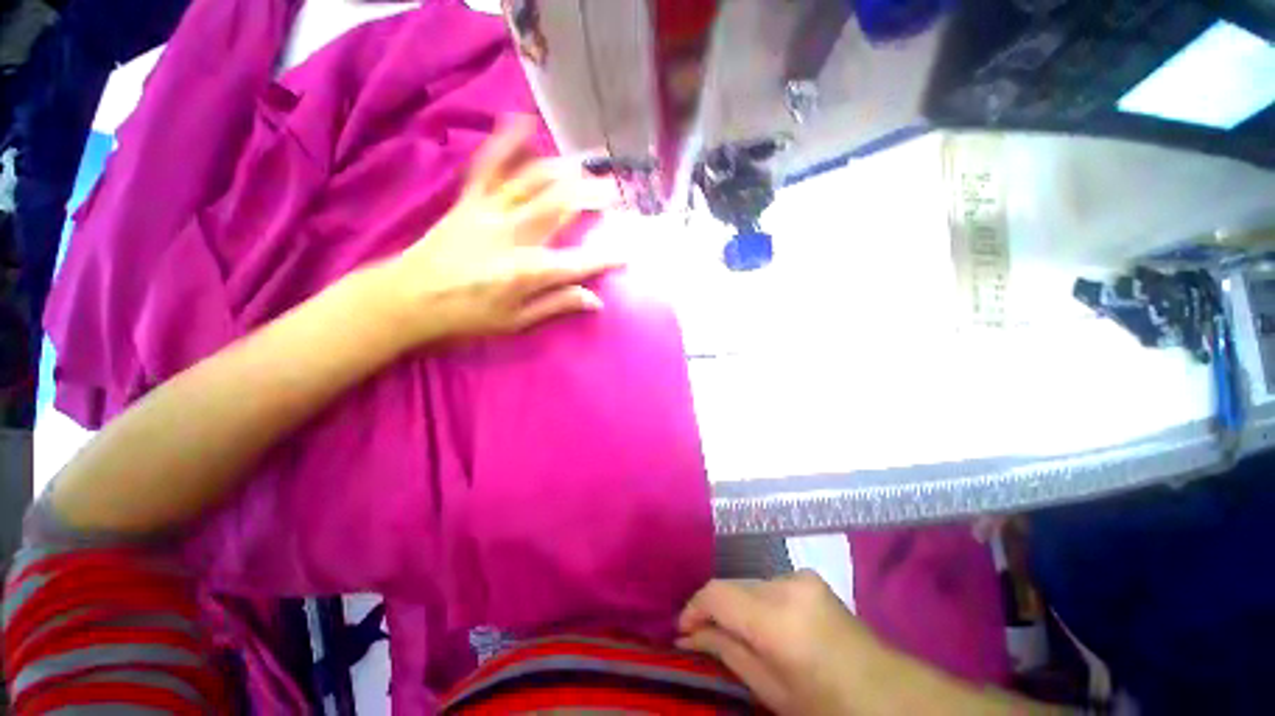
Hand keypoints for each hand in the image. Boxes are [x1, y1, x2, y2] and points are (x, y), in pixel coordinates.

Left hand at [379, 115, 621, 347]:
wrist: (408, 297)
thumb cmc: (466, 316)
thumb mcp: (516, 322)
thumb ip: (557, 306)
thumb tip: (595, 300)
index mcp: (527, 272)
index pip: (578, 263)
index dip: (606, 258)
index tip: (627, 253)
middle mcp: (513, 236)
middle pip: (560, 208)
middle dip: (591, 197)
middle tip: (613, 191)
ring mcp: (490, 212)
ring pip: (533, 182)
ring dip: (563, 170)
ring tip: (585, 165)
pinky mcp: (469, 200)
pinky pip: (490, 166)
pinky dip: (507, 142)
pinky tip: (523, 122)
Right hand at [680, 572, 1049, 715]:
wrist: (891, 697)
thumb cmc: (829, 708)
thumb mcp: (772, 691)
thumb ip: (727, 652)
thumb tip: (689, 635)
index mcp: (778, 619)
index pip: (717, 593)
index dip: (694, 608)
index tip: (681, 630)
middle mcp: (787, 585)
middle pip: (732, 585)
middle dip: (713, 608)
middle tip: (702, 636)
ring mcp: (801, 576)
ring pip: (748, 582)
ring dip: (736, 605)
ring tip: (732, 634)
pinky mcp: (810, 577)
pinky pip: (768, 583)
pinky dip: (756, 601)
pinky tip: (762, 626)